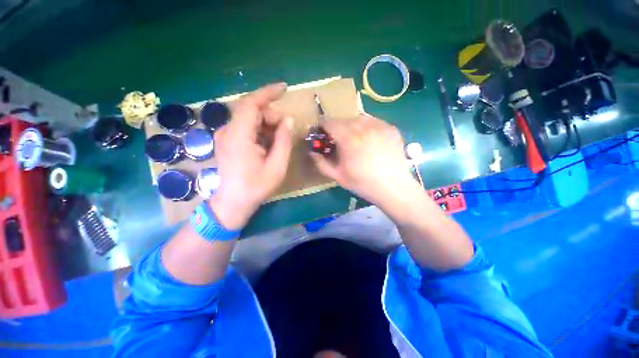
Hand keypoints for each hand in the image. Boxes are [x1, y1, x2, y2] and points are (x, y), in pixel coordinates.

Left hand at [211, 83, 293, 229]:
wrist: (233, 202)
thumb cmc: (256, 187)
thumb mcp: (277, 166)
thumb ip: (283, 140)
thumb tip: (289, 120)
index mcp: (239, 136)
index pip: (251, 104)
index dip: (267, 93)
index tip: (284, 88)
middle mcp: (227, 131)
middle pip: (251, 110)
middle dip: (271, 115)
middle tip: (286, 130)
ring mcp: (225, 135)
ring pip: (248, 118)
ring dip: (266, 123)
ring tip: (278, 139)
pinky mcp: (227, 140)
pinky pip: (245, 127)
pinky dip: (259, 129)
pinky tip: (267, 142)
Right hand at [310, 114, 419, 206]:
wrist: (393, 187)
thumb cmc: (362, 183)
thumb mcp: (338, 176)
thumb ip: (321, 163)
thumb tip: (312, 152)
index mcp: (349, 139)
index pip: (330, 122)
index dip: (323, 127)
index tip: (323, 135)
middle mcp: (364, 127)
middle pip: (344, 120)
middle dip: (338, 129)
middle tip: (340, 141)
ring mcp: (379, 125)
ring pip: (359, 118)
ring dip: (352, 127)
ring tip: (355, 140)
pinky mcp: (390, 128)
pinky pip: (373, 122)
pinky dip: (367, 128)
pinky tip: (370, 140)